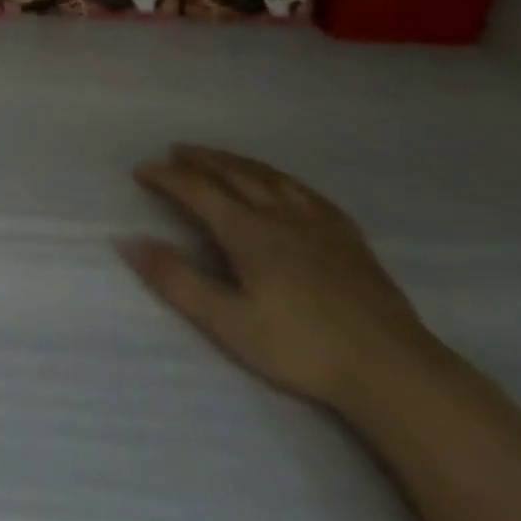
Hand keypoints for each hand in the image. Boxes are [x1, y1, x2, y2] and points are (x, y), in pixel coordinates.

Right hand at [117, 145, 438, 413]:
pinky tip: (285, 185)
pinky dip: (283, 180)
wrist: (393, 369)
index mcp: (246, 230)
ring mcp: (317, 223)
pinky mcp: (348, 238)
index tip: (141, 169)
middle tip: (177, 150)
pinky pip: (308, 193)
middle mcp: (277, 214)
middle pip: (232, 173)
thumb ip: (176, 279)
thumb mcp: (227, 321)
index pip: (195, 189)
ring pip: (269, 177)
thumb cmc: (301, 348)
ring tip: (221, 157)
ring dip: (237, 162)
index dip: (165, 176)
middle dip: (200, 159)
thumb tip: (128, 240)